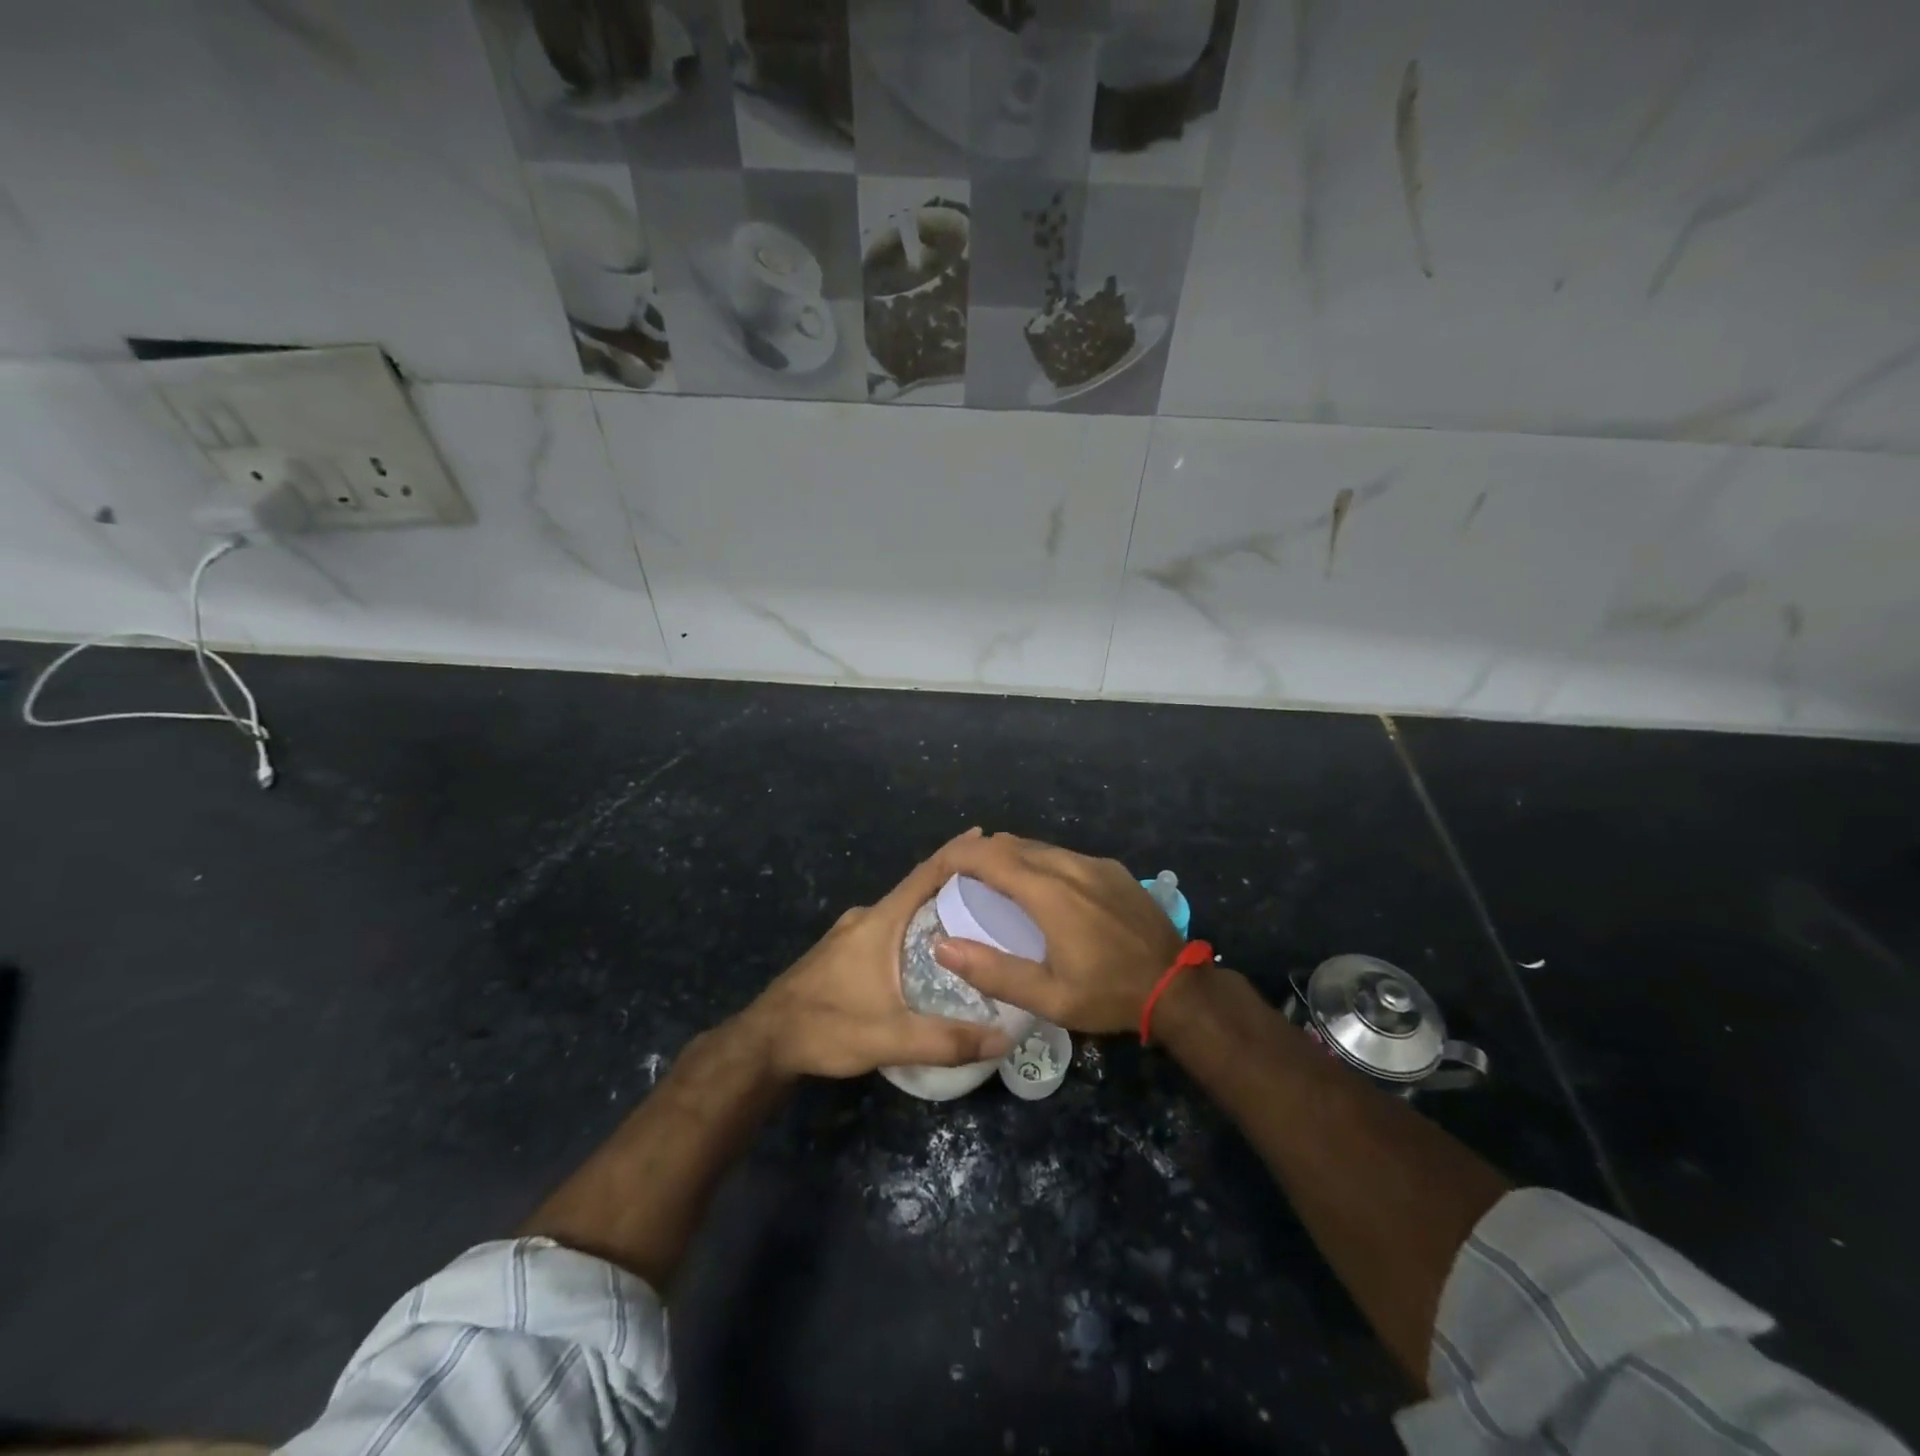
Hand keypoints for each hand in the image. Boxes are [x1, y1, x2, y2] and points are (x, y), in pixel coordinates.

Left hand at [742, 829, 1013, 1079]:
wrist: (764, 1042)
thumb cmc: (826, 1028)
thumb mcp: (890, 1038)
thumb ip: (946, 1040)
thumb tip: (1004, 1040)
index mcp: (879, 921)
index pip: (925, 874)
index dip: (957, 854)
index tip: (989, 838)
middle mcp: (866, 917)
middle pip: (918, 890)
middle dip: (955, 884)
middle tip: (996, 888)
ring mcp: (851, 933)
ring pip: (903, 911)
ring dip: (934, 908)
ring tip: (974, 918)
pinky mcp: (843, 951)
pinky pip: (890, 927)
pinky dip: (916, 927)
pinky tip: (932, 949)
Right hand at [932, 833, 1182, 1034]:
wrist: (1177, 987)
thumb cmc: (1108, 995)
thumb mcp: (1048, 997)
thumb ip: (992, 972)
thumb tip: (942, 946)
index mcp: (1049, 893)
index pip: (990, 856)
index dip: (959, 856)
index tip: (940, 868)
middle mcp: (1070, 866)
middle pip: (1012, 844)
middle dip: (982, 854)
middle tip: (962, 879)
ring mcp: (1094, 864)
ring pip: (1039, 847)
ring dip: (1011, 858)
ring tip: (996, 884)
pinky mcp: (1112, 869)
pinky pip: (1064, 855)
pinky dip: (1040, 863)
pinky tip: (1042, 890)